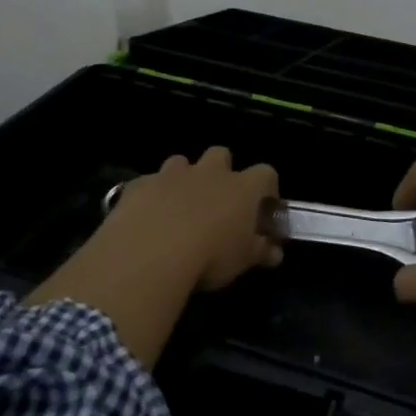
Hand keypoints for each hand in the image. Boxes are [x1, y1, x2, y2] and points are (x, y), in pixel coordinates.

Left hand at [101, 147, 281, 290]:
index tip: (263, 208)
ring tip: (178, 207)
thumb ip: (261, 251)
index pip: (266, 173)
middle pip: (221, 154)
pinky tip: (146, 218)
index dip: (266, 188)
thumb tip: (275, 252)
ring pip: (181, 163)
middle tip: (217, 200)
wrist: (150, 253)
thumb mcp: (243, 261)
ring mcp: (172, 175)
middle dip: (221, 171)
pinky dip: (151, 195)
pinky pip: (148, 183)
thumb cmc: (210, 257)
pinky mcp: (140, 185)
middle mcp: (209, 173)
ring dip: (183, 179)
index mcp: (242, 188)